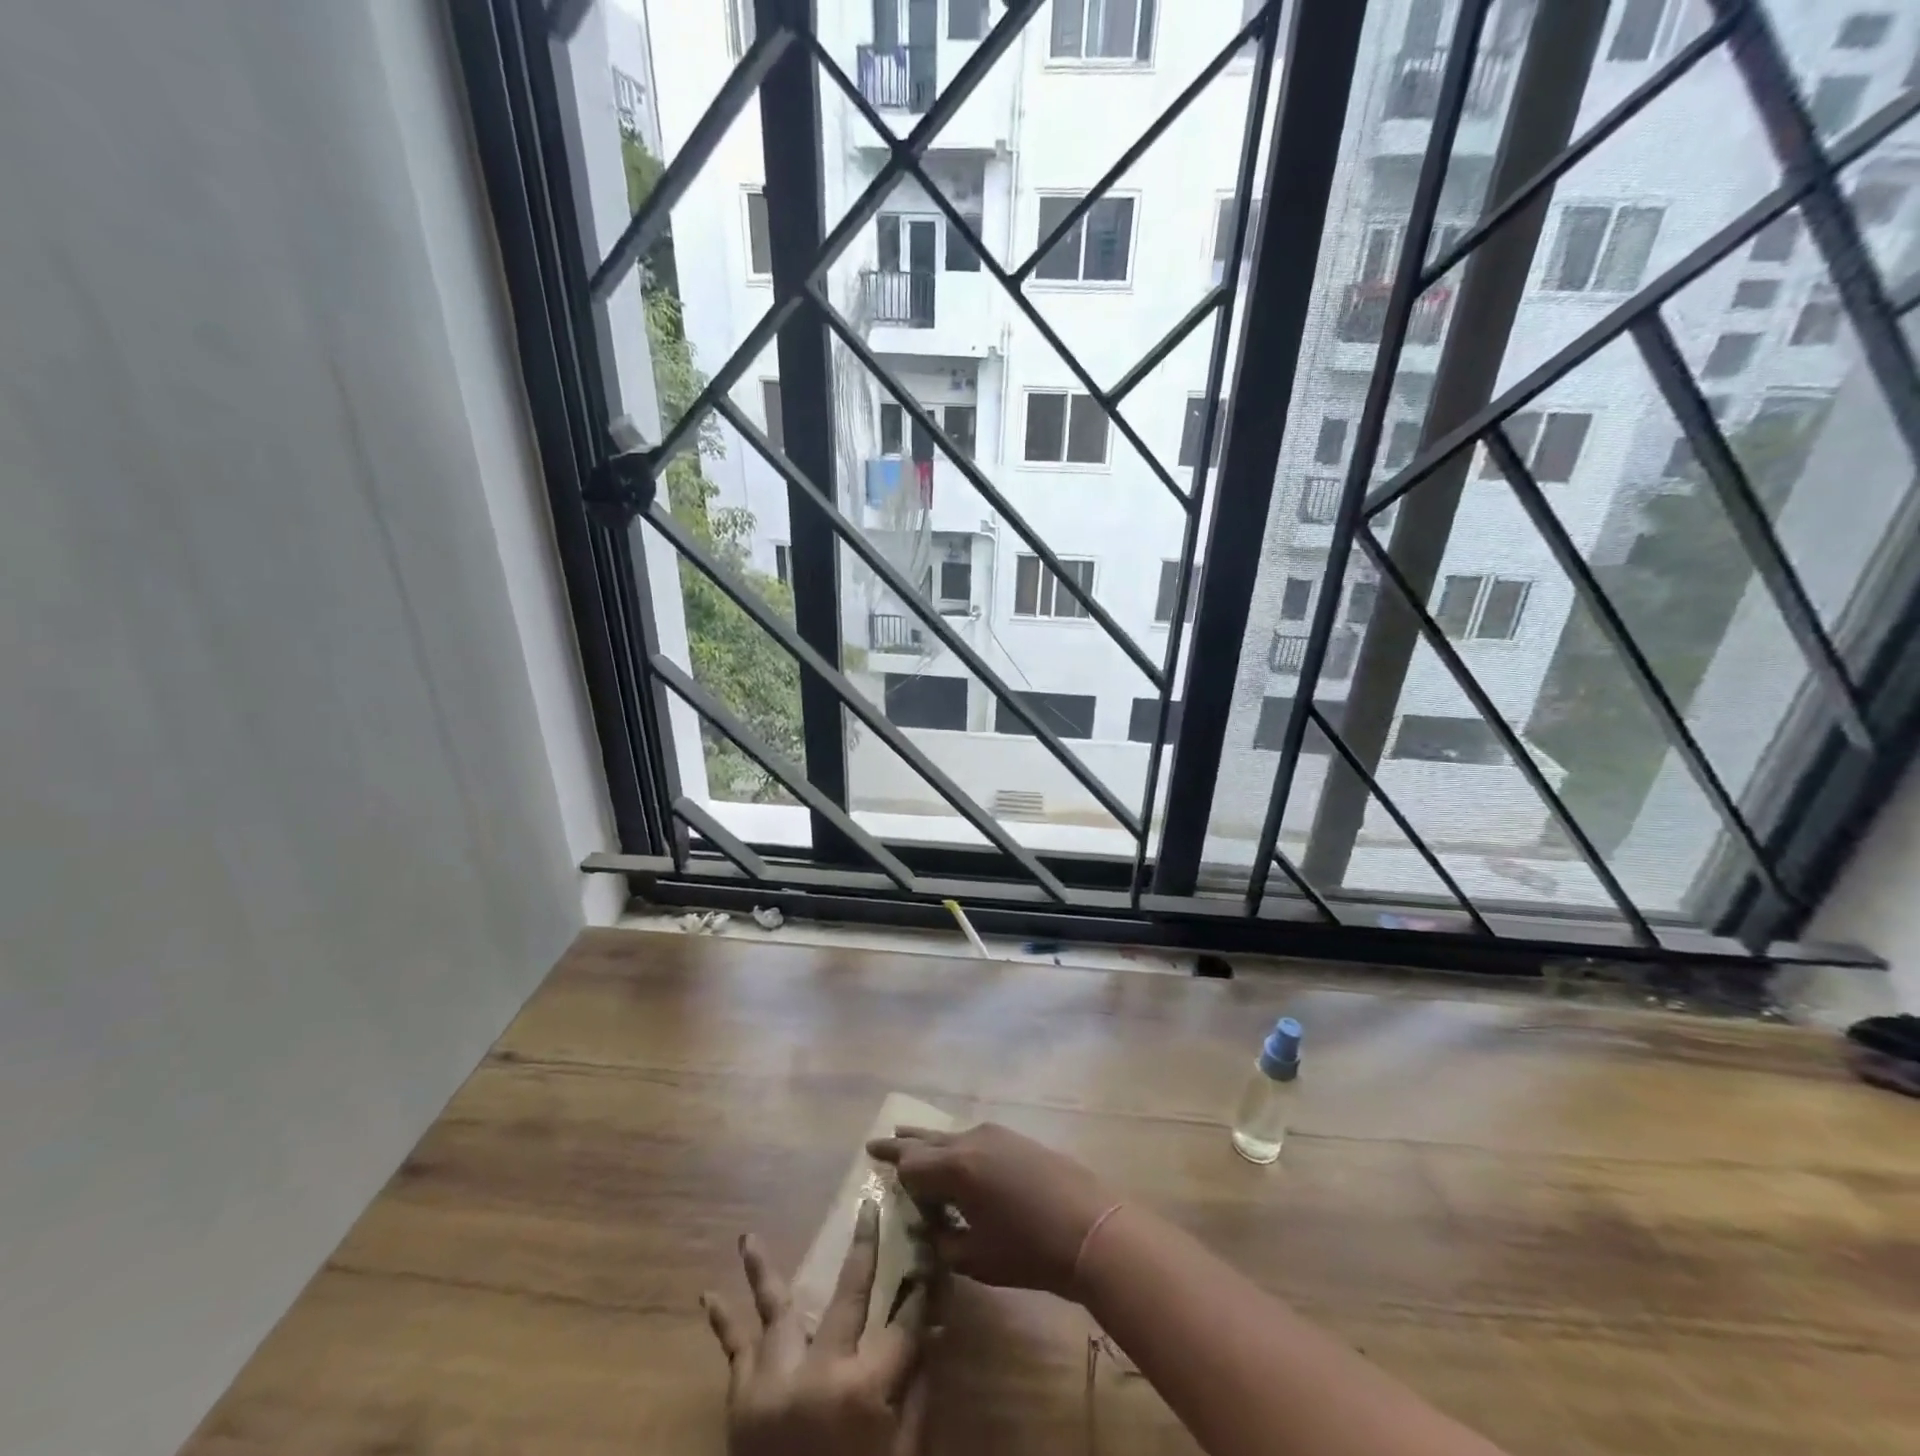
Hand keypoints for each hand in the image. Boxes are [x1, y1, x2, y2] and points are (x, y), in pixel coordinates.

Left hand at [703, 1205, 931, 1455]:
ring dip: (763, 1270)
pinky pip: (733, 1351)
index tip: (930, 1254)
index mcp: (864, 1388)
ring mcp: (774, 1380)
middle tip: (869, 1207)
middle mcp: (819, 1370)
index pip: (905, 1323)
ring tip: (747, 1236)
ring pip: (775, 1308)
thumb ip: (917, 1393)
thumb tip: (935, 1329)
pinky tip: (708, 1294)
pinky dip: (722, 1320)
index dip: (923, 1290)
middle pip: (850, 1293)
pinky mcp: (742, 1400)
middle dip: (866, 1247)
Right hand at [867, 1123, 1116, 1298]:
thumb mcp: (975, 1257)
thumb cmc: (1029, 1250)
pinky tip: (955, 1159)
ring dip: (929, 1143)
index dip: (894, 1176)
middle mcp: (970, 1140)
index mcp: (955, 1167)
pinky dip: (955, 1147)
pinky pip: (973, 1139)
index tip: (879, 1180)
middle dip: (901, 1144)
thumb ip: (942, 1241)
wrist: (1090, 1227)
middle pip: (926, 1140)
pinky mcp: (1015, 1139)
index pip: (909, 1165)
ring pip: (950, 1135)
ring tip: (909, 1139)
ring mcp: (995, 1134)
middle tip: (876, 1144)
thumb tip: (928, 1228)